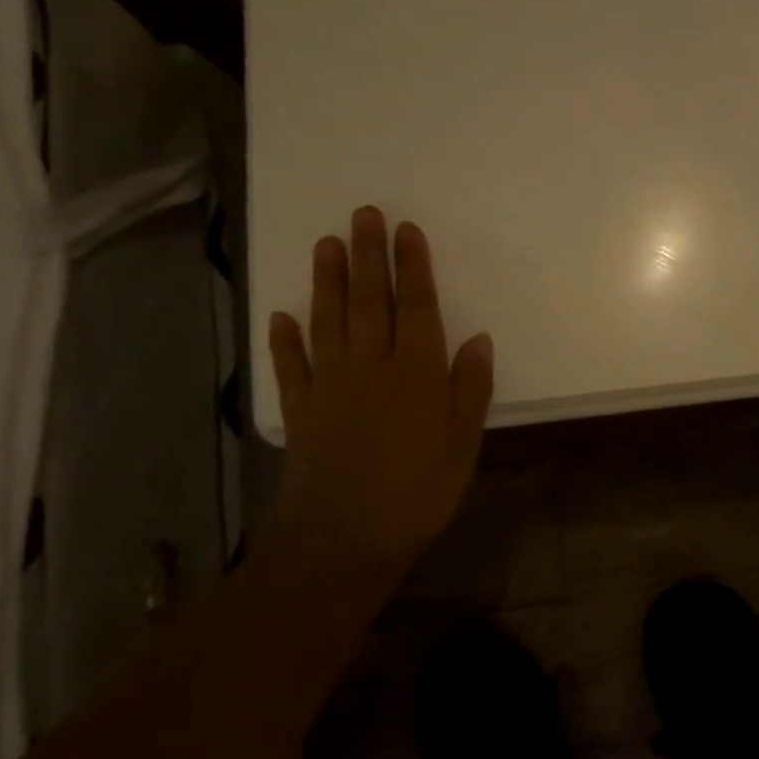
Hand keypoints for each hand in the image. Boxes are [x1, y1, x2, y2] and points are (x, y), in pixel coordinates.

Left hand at [268, 207, 493, 565]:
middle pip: (370, 302)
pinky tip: (281, 316)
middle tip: (364, 215)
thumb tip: (477, 339)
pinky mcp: (301, 413)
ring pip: (329, 322)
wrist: (342, 543)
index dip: (413, 266)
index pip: (416, 307)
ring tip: (325, 244)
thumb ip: (470, 388)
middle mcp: (371, 368)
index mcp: (417, 373)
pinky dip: (284, 341)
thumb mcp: (463, 444)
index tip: (407, 229)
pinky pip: (291, 369)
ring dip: (327, 282)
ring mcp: (330, 388)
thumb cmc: (418, 493)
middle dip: (369, 255)